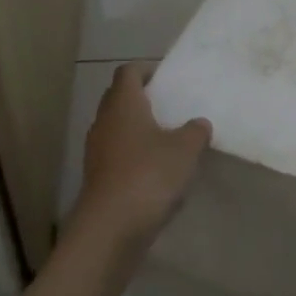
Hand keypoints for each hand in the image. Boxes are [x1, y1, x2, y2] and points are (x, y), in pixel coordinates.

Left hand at [72, 64, 211, 250]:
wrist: (111, 226)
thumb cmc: (149, 174)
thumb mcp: (185, 150)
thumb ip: (195, 131)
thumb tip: (199, 123)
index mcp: (123, 104)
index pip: (128, 72)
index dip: (145, 69)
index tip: (165, 77)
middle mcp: (104, 121)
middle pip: (118, 98)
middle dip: (141, 98)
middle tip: (168, 106)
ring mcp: (97, 150)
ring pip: (116, 128)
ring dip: (137, 129)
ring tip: (166, 138)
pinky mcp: (97, 177)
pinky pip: (116, 154)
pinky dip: (133, 154)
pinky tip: (155, 169)